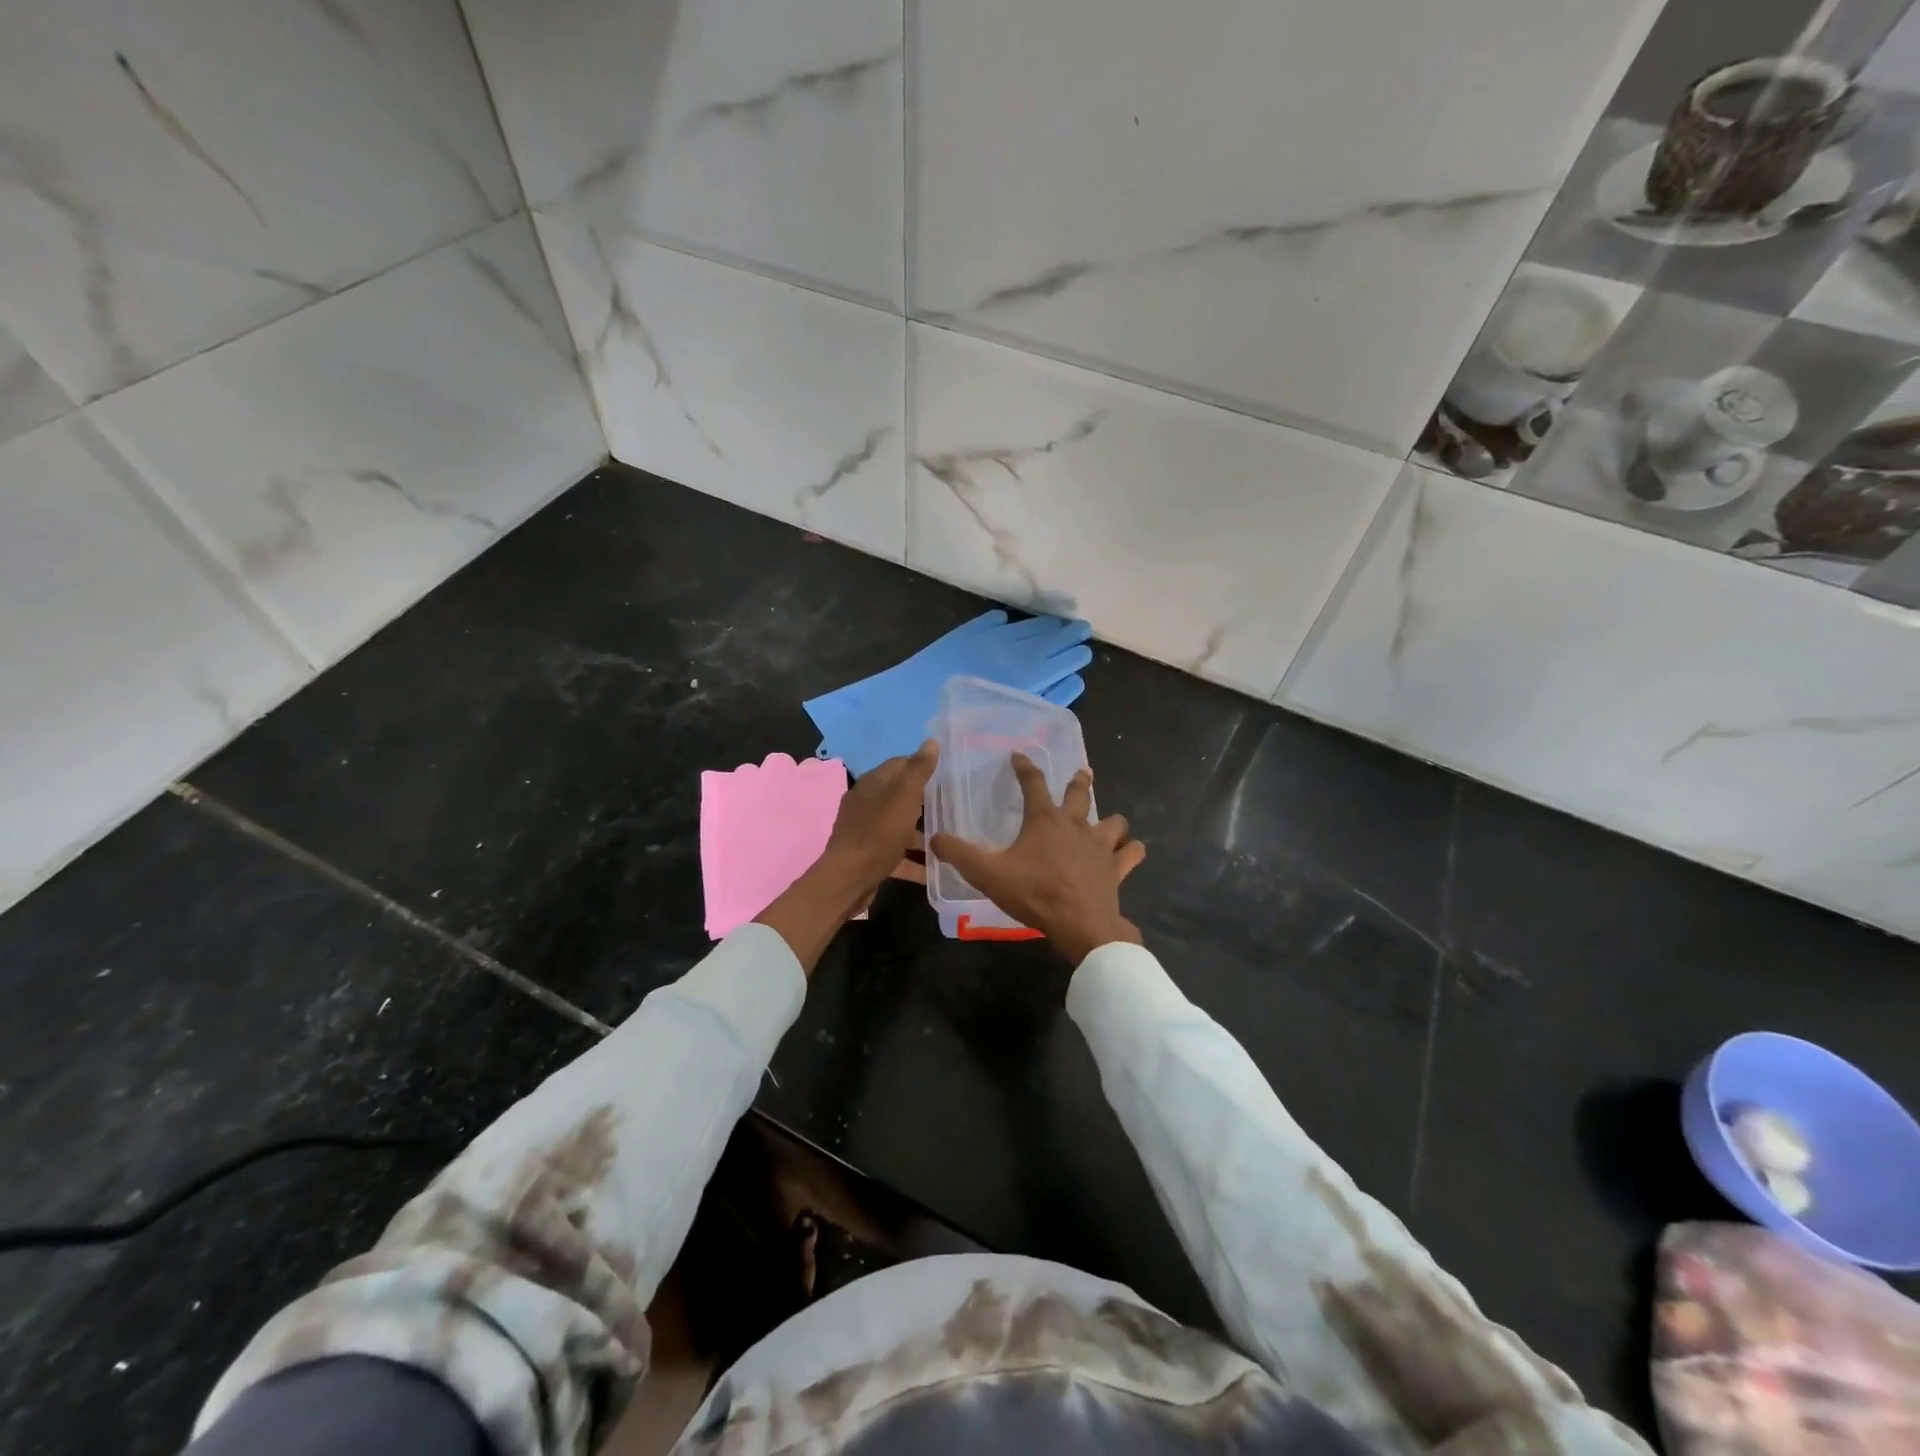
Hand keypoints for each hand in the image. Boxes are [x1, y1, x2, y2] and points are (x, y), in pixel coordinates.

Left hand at [821, 740, 938, 892]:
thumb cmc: (879, 833)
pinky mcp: (870, 856)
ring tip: (951, 837)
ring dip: (922, 831)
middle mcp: (867, 803)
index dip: (923, 766)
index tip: (949, 775)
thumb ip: (918, 770)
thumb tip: (931, 741)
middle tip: (954, 806)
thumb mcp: (903, 797)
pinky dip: (914, 858)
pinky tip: (935, 868)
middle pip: (900, 795)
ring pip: (899, 825)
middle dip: (926, 799)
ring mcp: (867, 830)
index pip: (900, 764)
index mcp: (873, 783)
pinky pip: (897, 852)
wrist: (848, 879)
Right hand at [929, 753, 1145, 965]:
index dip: (1024, 766)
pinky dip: (1132, 850)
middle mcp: (1075, 824)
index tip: (1018, 755)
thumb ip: (960, 854)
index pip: (1032, 782)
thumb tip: (935, 836)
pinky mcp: (1116, 868)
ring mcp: (1100, 845)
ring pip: (1114, 821)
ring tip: (1108, 821)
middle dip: (1078, 780)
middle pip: (1080, 793)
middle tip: (1081, 772)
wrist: (1080, 925)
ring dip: (1111, 819)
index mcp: (1044, 819)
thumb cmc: (1034, 894)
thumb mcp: (988, 874)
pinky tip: (1133, 850)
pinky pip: (1132, 853)